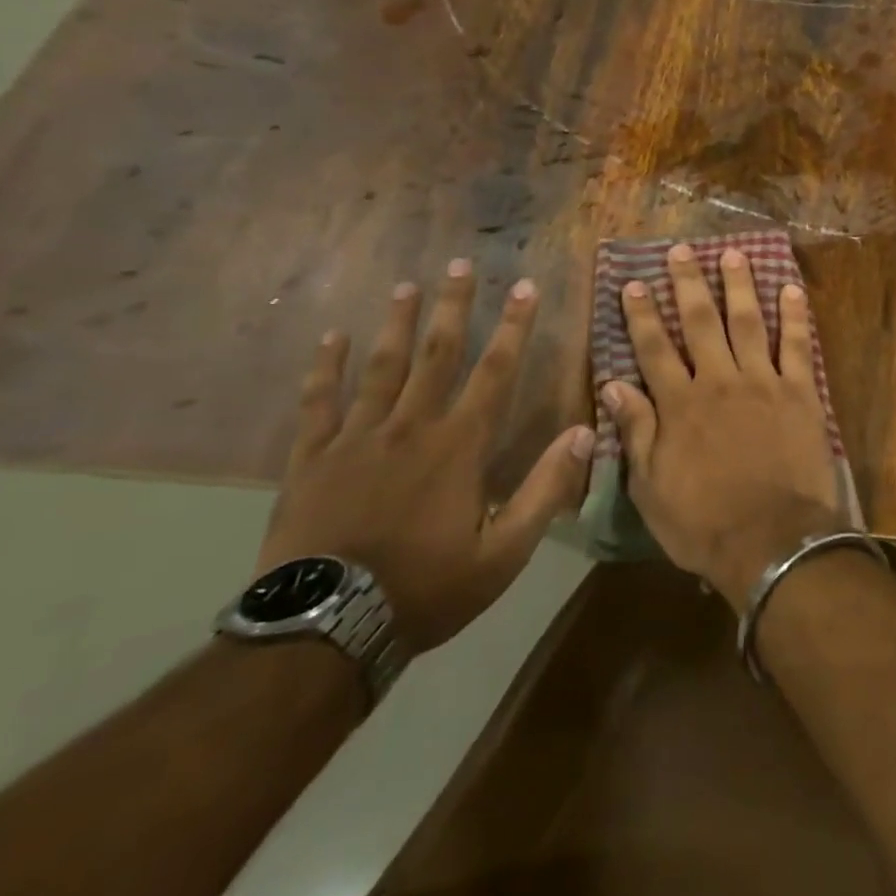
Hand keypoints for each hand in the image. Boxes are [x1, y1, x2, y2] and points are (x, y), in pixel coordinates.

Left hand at [257, 259, 591, 650]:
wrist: (324, 632)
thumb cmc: (426, 589)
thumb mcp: (503, 552)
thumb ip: (545, 489)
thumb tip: (584, 432)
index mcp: (459, 445)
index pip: (496, 371)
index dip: (515, 327)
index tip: (526, 287)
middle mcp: (411, 427)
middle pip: (437, 354)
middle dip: (454, 307)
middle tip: (461, 264)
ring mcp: (356, 439)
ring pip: (381, 367)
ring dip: (398, 324)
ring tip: (407, 285)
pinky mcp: (312, 459)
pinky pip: (319, 402)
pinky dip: (325, 368)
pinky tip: (332, 337)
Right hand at [600, 244, 843, 609]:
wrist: (772, 542)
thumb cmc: (704, 522)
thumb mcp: (651, 487)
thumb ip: (636, 431)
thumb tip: (612, 385)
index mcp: (680, 404)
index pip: (654, 348)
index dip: (642, 314)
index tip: (633, 283)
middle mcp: (719, 381)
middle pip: (700, 322)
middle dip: (688, 284)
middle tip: (681, 251)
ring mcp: (763, 382)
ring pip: (748, 322)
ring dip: (739, 285)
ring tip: (733, 254)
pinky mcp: (801, 392)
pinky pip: (798, 346)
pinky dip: (795, 316)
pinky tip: (792, 289)